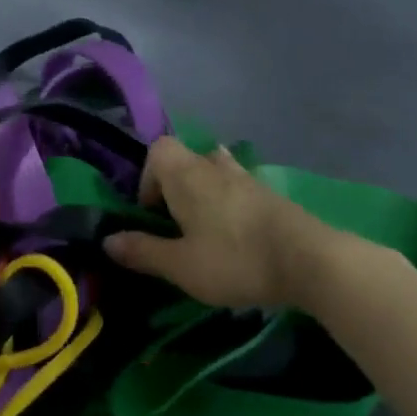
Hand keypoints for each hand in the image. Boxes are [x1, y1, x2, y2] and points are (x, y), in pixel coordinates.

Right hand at [106, 138, 331, 308]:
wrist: (308, 260)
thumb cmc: (234, 259)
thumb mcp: (180, 265)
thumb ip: (143, 250)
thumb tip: (108, 240)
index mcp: (186, 174)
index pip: (157, 150)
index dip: (147, 178)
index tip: (152, 213)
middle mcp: (213, 166)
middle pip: (185, 159)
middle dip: (175, 187)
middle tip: (177, 225)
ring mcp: (246, 177)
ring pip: (214, 170)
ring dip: (204, 191)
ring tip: (205, 226)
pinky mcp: (270, 194)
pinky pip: (238, 186)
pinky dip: (230, 202)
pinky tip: (236, 233)